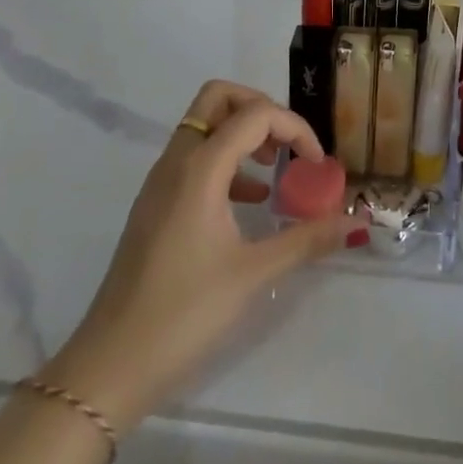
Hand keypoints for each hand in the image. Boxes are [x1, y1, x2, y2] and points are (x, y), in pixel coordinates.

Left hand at [43, 81, 350, 431]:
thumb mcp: (252, 275)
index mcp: (200, 168)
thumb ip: (305, 240)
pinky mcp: (155, 204)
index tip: (317, 164)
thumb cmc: (184, 313)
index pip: (255, 114)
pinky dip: (224, 159)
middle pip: (219, 98)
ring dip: (241, 132)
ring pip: (203, 125)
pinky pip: (193, 156)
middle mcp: (177, 160)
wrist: (110, 366)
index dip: (294, 128)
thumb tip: (352, 223)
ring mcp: (161, 181)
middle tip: (286, 144)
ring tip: (273, 169)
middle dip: (259, 107)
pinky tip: (248, 200)